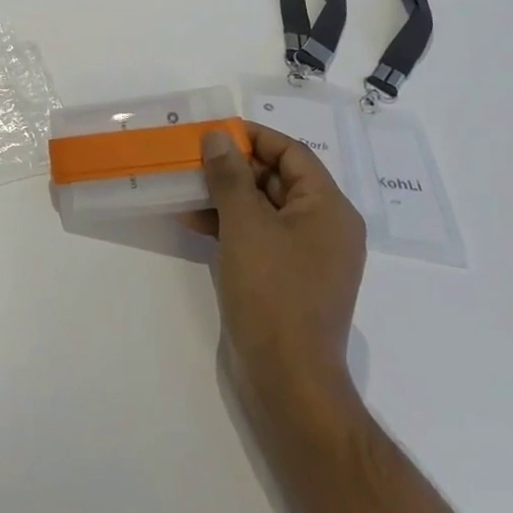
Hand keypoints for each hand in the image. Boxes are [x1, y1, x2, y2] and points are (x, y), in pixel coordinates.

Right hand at [185, 124, 367, 433]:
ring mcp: (307, 256)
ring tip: (184, 187)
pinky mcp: (287, 279)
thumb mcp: (245, 224)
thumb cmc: (273, 292)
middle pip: (277, 179)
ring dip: (225, 196)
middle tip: (192, 158)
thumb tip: (218, 136)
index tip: (213, 131)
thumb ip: (229, 175)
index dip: (252, 137)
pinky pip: (259, 236)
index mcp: (328, 208)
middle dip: (233, 167)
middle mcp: (324, 227)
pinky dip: (229, 225)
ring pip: (263, 208)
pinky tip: (193, 221)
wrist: (287, 380)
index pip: (291, 152)